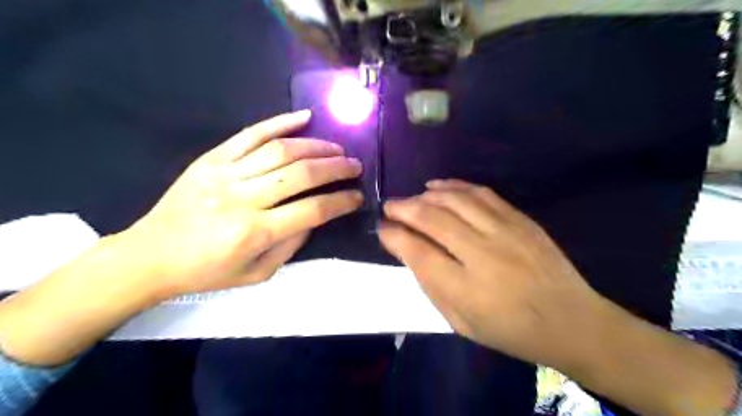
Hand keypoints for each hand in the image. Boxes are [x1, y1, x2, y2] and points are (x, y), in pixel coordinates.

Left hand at [124, 110, 362, 298]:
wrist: (151, 255)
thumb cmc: (208, 271)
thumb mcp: (258, 272)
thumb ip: (292, 244)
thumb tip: (316, 216)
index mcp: (255, 232)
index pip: (313, 210)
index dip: (341, 201)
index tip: (358, 196)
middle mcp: (243, 198)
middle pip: (301, 174)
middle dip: (336, 168)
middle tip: (355, 165)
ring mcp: (225, 173)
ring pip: (281, 151)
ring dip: (316, 146)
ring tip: (336, 149)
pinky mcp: (212, 158)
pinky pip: (250, 133)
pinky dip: (280, 122)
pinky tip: (304, 117)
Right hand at [380, 179, 605, 369]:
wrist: (571, 321)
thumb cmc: (509, 330)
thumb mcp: (461, 322)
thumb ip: (431, 285)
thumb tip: (408, 250)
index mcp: (465, 288)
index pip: (417, 251)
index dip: (393, 235)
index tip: (381, 228)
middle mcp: (482, 254)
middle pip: (433, 218)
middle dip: (403, 208)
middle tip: (389, 206)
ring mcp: (505, 232)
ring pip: (455, 200)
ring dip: (425, 195)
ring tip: (411, 197)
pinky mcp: (520, 219)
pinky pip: (481, 193)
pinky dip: (455, 185)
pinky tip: (438, 186)